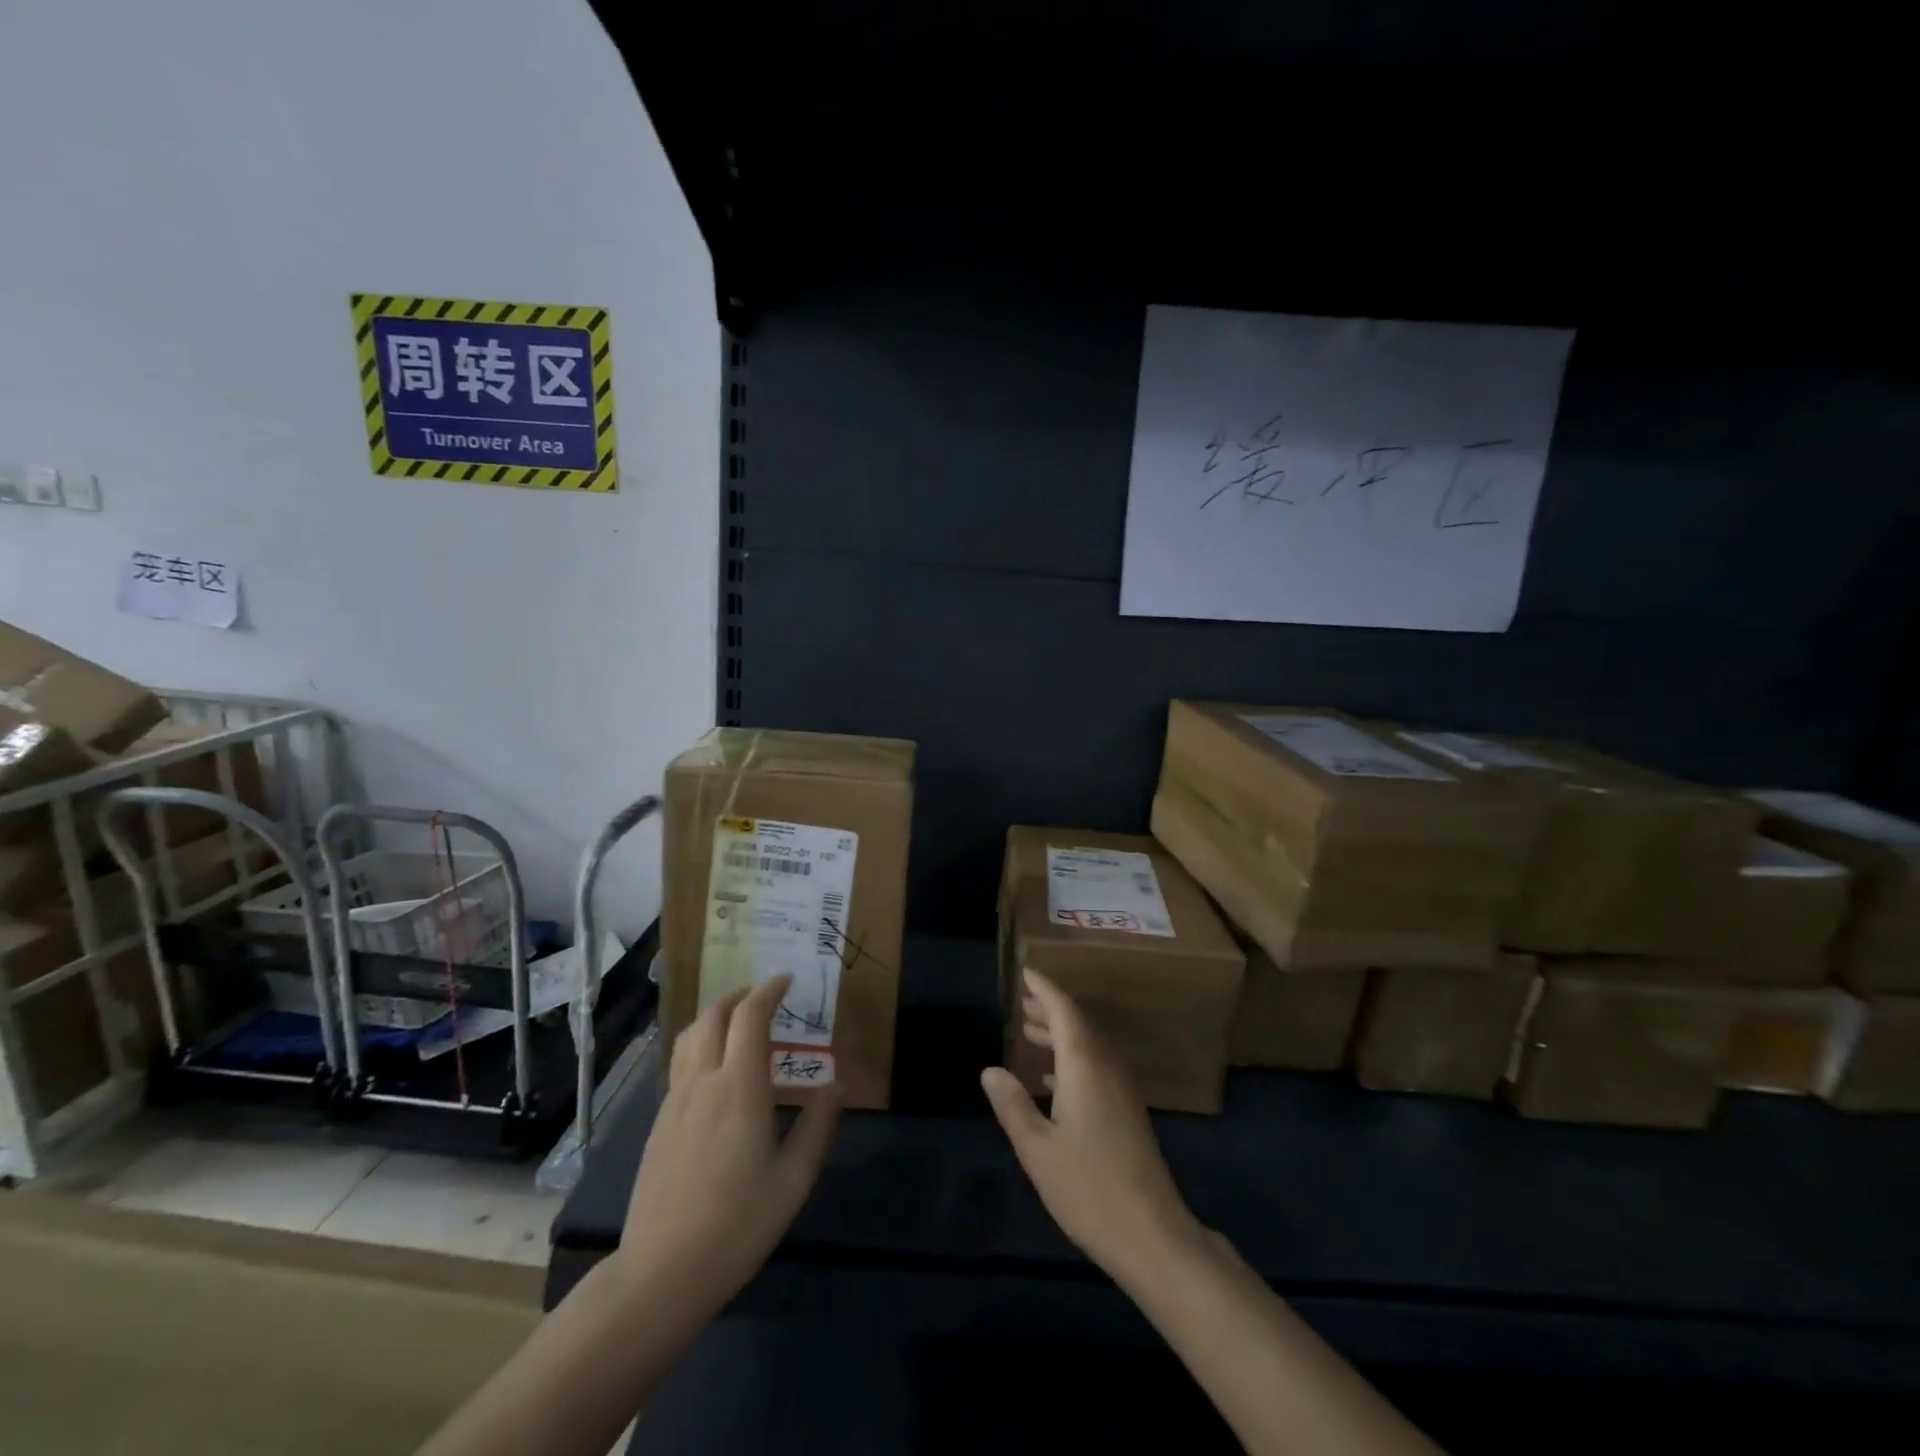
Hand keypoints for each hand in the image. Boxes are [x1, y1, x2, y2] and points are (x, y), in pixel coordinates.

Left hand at [618, 976, 840, 1315]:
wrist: (661, 1273)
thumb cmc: (737, 1225)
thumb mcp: (794, 1180)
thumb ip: (818, 1126)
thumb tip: (838, 1086)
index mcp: (739, 1088)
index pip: (750, 1016)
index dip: (769, 991)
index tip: (787, 981)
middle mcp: (702, 1082)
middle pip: (713, 1016)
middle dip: (739, 996)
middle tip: (764, 997)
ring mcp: (674, 1101)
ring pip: (690, 1036)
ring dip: (715, 1016)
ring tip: (738, 1023)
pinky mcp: (659, 1122)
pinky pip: (680, 1063)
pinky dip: (701, 1044)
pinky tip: (715, 1070)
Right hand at [981, 969, 1206, 1285]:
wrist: (1152, 1235)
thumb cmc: (1088, 1188)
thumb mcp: (1037, 1148)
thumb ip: (1012, 1105)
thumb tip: (991, 1069)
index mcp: (1085, 1065)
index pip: (1064, 1011)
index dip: (1044, 990)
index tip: (1026, 972)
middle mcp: (1106, 1067)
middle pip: (1079, 1024)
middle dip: (1051, 1009)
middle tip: (1023, 1002)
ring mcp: (1122, 1090)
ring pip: (1089, 1046)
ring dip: (1061, 1034)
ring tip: (1031, 1032)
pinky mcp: (1127, 1112)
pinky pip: (1096, 1067)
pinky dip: (1072, 1060)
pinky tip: (1052, 1081)